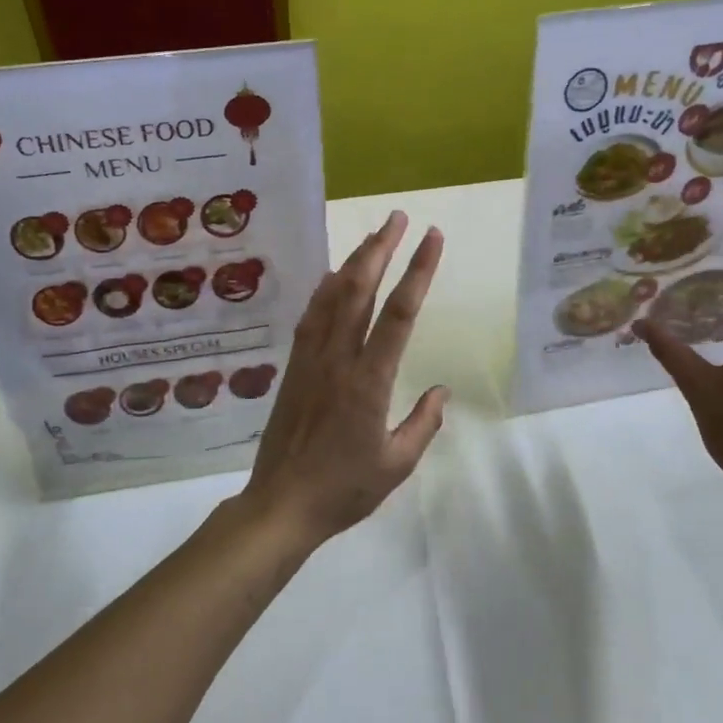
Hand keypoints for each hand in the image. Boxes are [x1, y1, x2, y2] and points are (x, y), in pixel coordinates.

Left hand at [242, 211, 448, 549]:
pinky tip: (331, 276)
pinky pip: (310, 317)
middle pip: (360, 290)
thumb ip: (423, 424)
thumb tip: (441, 391)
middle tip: (398, 218)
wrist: (280, 504)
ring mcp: (311, 360)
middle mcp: (339, 359)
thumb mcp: (396, 465)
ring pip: (332, 297)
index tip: (432, 238)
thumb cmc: (343, 490)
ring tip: (372, 236)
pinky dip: (323, 290)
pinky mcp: (294, 367)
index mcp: (369, 380)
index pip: (400, 313)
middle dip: (380, 248)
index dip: (418, 271)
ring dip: (353, 261)